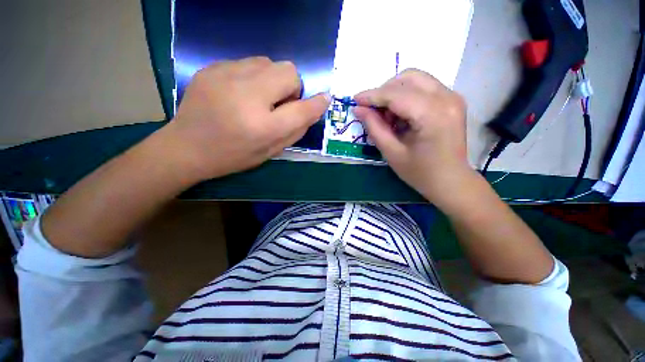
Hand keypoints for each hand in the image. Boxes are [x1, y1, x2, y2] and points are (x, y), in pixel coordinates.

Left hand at [165, 57, 330, 180]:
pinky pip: (247, 62)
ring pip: (268, 62)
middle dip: (292, 87)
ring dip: (272, 80)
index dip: (317, 103)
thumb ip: (296, 130)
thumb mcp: (271, 151)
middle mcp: (247, 96)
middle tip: (279, 104)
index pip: (302, 108)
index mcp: (263, 126)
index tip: (324, 99)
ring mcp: (226, 76)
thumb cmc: (234, 156)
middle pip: (288, 71)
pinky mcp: (212, 67)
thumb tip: (314, 107)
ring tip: (259, 98)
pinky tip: (239, 93)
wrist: (186, 147)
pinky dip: (253, 77)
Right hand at [353, 69, 474, 205]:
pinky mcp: (452, 101)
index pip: (396, 94)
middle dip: (384, 92)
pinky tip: (401, 116)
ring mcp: (452, 97)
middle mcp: (447, 98)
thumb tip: (358, 109)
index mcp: (432, 115)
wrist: (451, 181)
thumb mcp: (392, 153)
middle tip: (373, 111)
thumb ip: (374, 128)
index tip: (355, 100)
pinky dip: (406, 97)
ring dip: (395, 93)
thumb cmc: (420, 173)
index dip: (372, 96)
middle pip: (408, 78)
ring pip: (416, 79)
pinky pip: (423, 88)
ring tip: (387, 117)